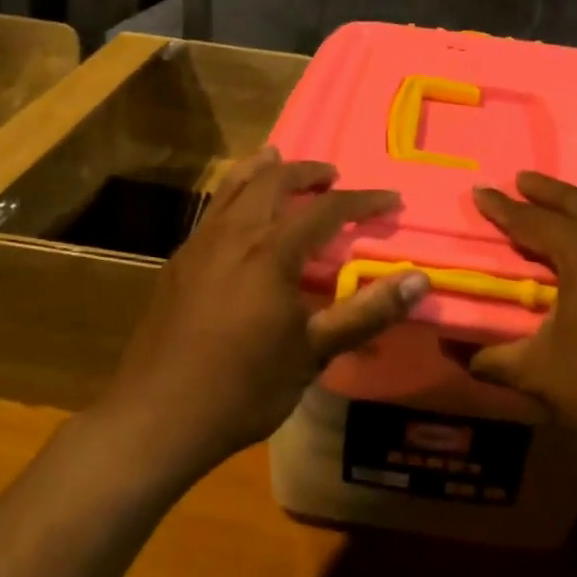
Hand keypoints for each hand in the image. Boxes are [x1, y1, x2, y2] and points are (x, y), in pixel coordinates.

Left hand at [102, 147, 428, 469]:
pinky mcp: (177, 263)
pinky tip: (238, 216)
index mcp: (271, 253)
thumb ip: (366, 313)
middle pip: (273, 181)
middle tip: (332, 177)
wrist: (156, 417)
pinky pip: (212, 210)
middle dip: (308, 172)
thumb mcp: (313, 354)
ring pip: (233, 187)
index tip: (391, 199)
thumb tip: (420, 280)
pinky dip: (234, 194)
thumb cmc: (243, 388)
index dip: (363, 200)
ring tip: (278, 159)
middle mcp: (233, 235)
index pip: (327, 209)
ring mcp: (199, 245)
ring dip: (264, 170)